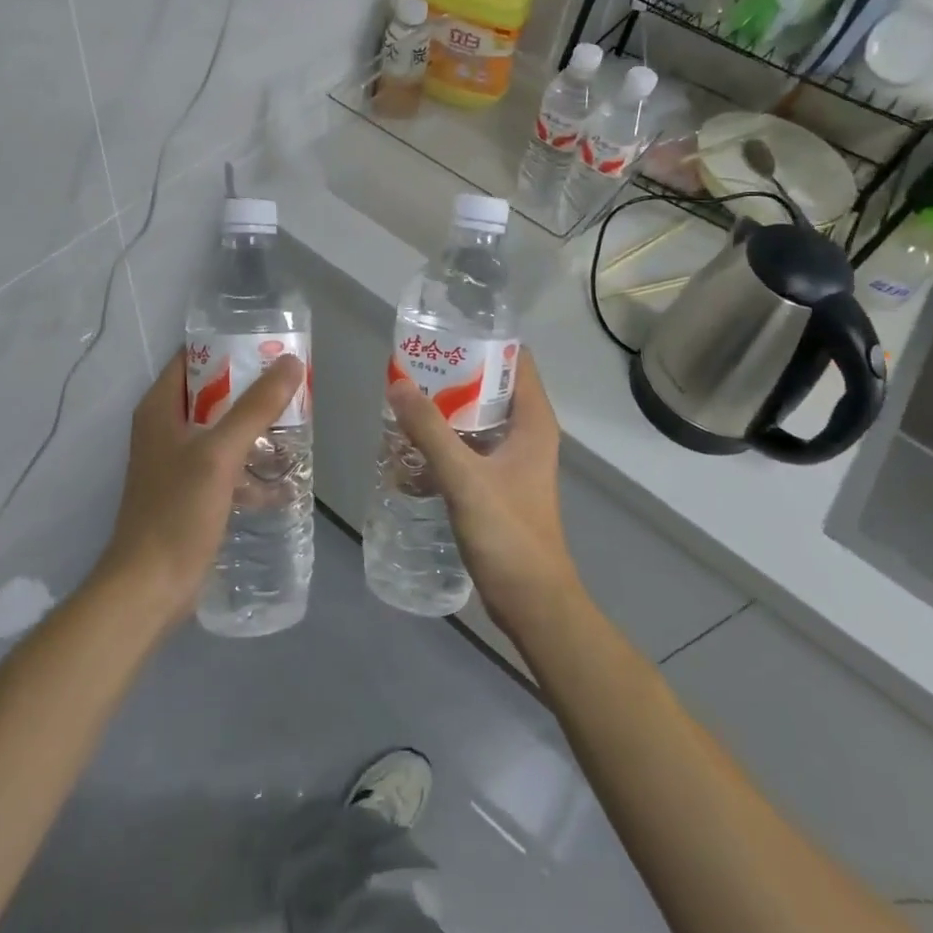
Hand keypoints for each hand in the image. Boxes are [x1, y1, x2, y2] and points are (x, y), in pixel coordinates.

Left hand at [96, 347, 305, 628]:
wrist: (149, 587)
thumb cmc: (177, 512)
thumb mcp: (219, 454)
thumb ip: (255, 407)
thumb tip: (289, 362)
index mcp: (160, 409)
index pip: (192, 359)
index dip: (228, 348)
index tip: (269, 347)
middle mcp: (165, 430)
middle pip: (212, 395)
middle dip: (252, 391)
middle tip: (294, 386)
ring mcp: (177, 464)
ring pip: (222, 433)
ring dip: (255, 431)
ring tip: (297, 427)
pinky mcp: (191, 495)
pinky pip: (226, 469)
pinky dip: (250, 471)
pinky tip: (283, 484)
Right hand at [386, 348, 581, 636]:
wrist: (531, 600)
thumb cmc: (508, 532)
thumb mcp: (464, 477)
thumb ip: (430, 430)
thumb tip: (398, 383)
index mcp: (533, 421)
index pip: (516, 360)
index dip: (484, 341)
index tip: (444, 332)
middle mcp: (528, 434)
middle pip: (491, 387)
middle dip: (454, 375)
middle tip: (412, 367)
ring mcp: (514, 461)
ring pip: (477, 420)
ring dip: (445, 411)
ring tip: (404, 401)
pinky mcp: (499, 485)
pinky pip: (469, 450)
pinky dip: (444, 444)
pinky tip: (410, 449)